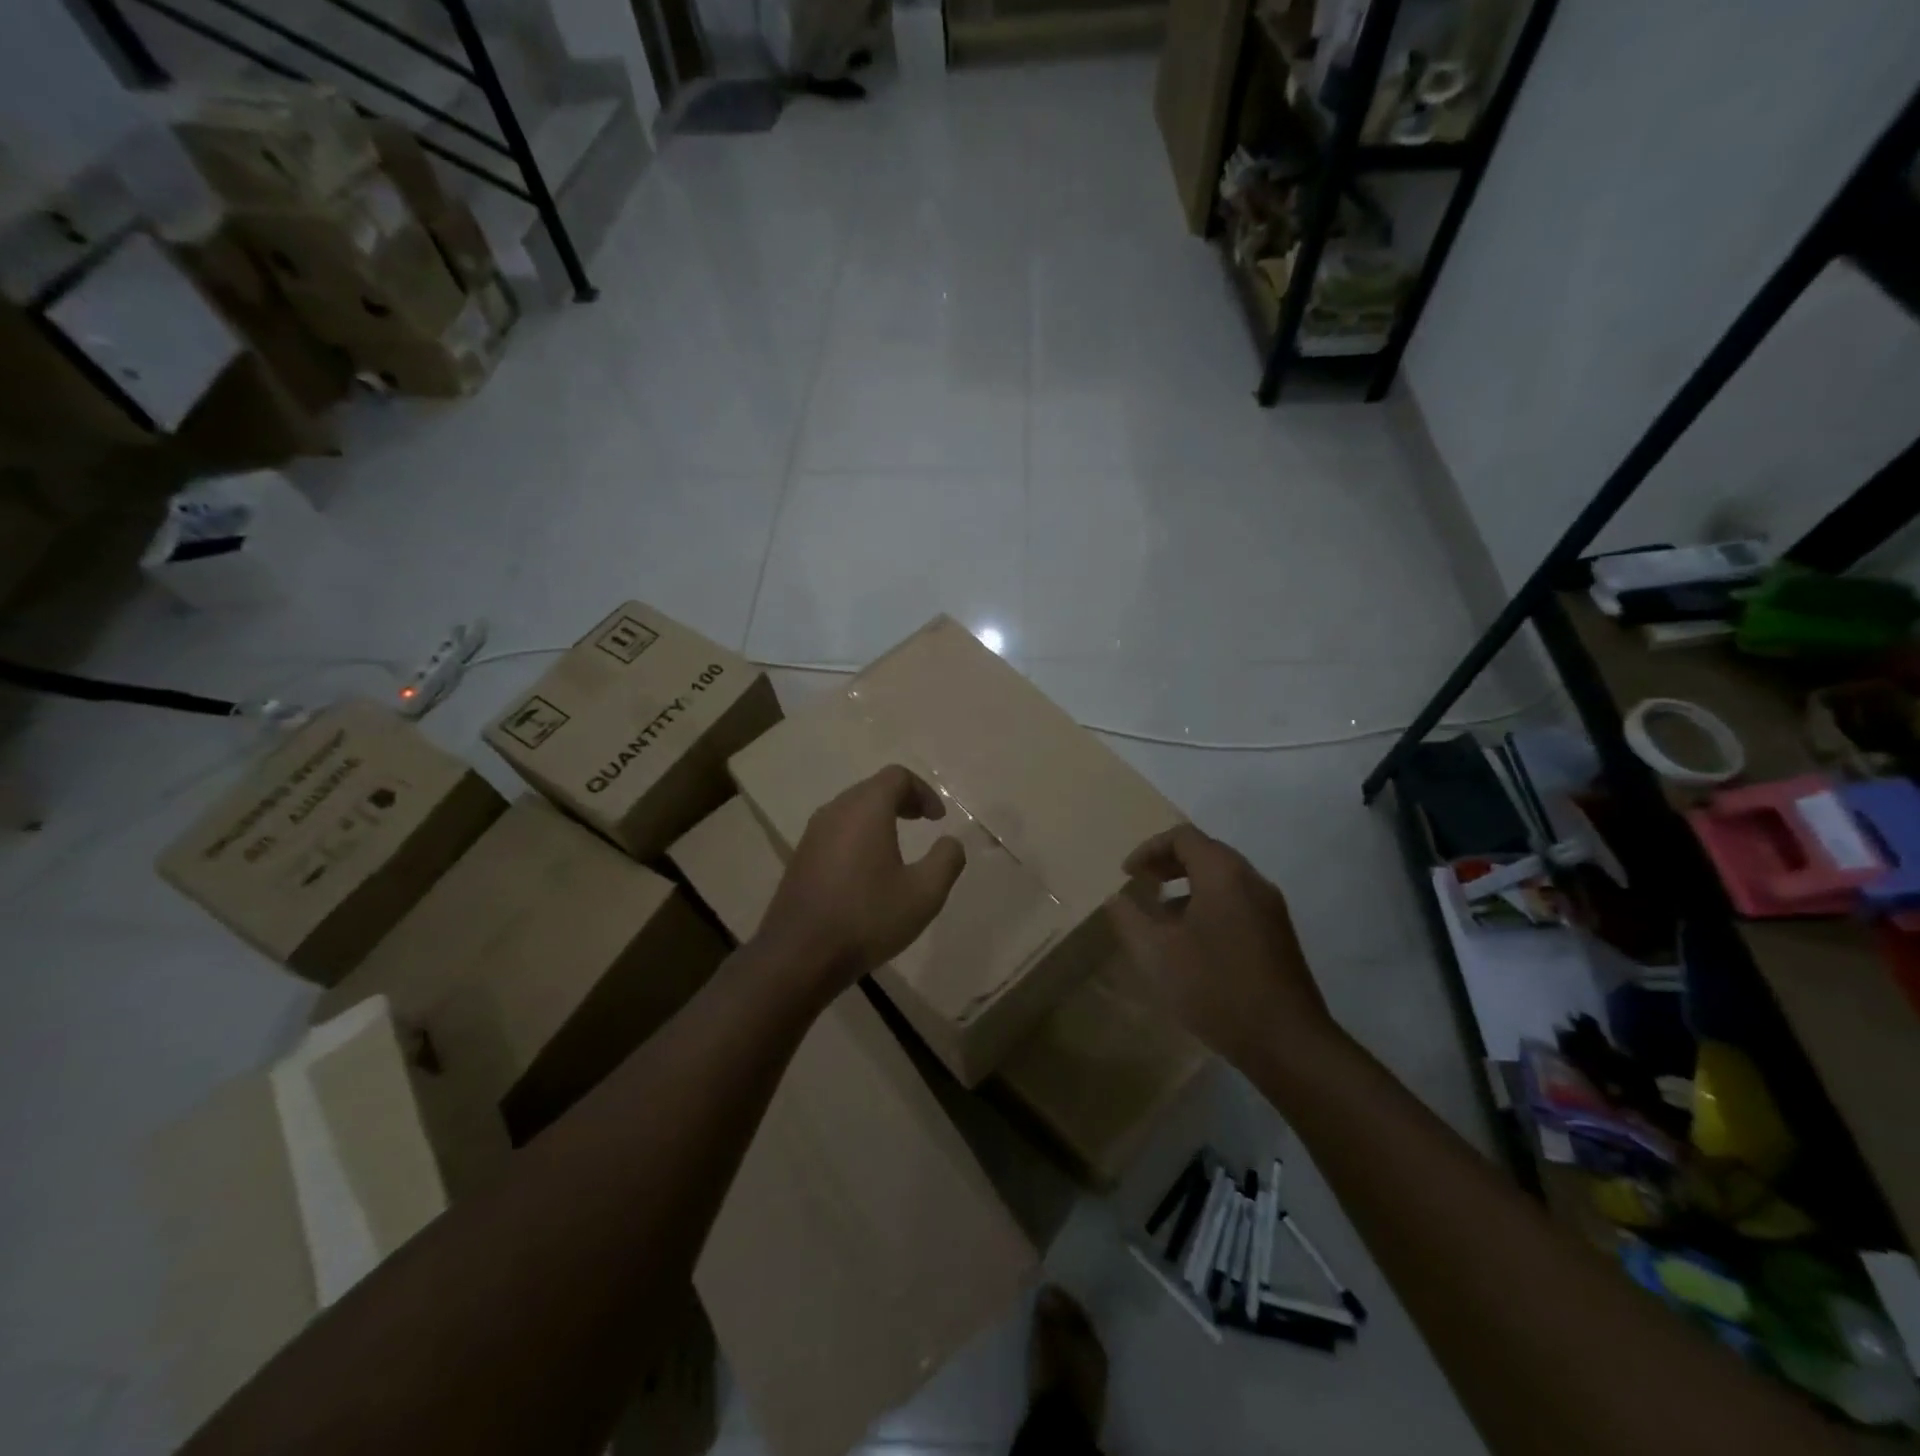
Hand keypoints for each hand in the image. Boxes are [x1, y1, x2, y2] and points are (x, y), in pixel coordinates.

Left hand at [757, 765, 966, 1000]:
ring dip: (878, 817)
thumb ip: (946, 860)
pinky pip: (836, 830)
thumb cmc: (867, 918)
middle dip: (902, 800)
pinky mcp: (801, 856)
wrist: (799, 955)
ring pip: (851, 809)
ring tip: (897, 845)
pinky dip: (858, 835)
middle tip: (922, 822)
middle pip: (872, 788)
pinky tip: (867, 870)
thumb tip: (951, 842)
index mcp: (866, 809)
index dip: (923, 791)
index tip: (938, 819)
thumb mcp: (924, 894)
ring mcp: (813, 833)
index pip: (897, 776)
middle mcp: (836, 811)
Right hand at [1107, 824, 1341, 1075]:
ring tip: (1162, 917)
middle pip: (1206, 852)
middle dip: (1169, 864)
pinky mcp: (1279, 935)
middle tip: (1142, 885)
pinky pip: (1237, 901)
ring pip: (1223, 879)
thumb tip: (1117, 898)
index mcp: (1223, 875)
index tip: (1128, 875)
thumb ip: (1129, 918)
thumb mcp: (1155, 954)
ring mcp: (1271, 908)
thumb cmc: (1215, 987)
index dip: (1149, 849)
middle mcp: (1252, 881)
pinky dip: (1208, 904)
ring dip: (1188, 886)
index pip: (1183, 837)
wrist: (1286, 1042)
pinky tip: (1192, 943)